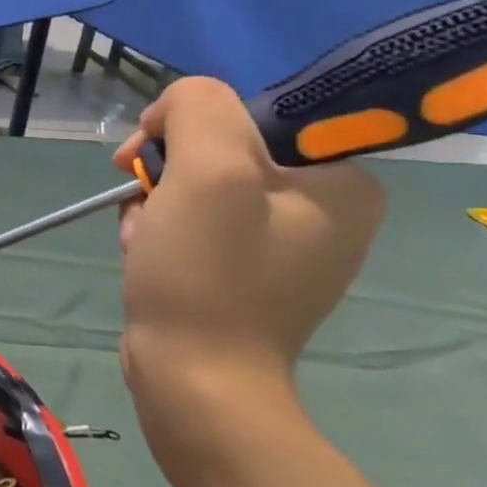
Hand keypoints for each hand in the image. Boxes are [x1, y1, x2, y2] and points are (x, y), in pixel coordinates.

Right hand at [111, 77, 384, 450]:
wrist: (194, 378)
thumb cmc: (207, 274)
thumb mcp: (207, 171)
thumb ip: (198, 108)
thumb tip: (174, 109)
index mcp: (342, 179)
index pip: (251, 113)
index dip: (188, 127)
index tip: (152, 161)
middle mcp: (325, 208)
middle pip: (219, 153)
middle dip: (165, 175)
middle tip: (146, 208)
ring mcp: (284, 244)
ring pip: (197, 189)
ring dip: (155, 206)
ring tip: (144, 240)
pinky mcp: (246, 272)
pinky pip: (194, 224)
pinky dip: (158, 232)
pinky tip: (145, 255)